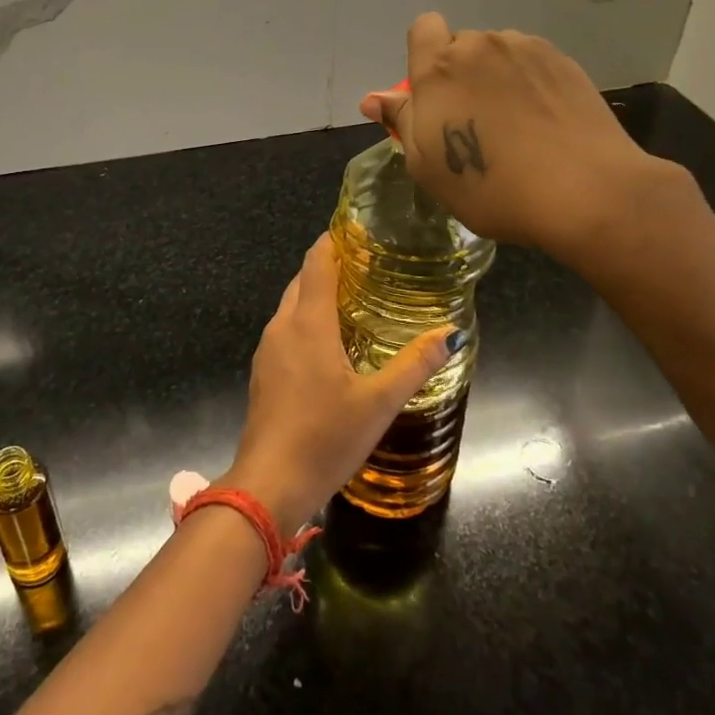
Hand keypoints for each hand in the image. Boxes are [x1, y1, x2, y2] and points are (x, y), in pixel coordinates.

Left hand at [221, 234, 453, 532]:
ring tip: (353, 299)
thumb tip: (451, 332)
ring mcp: (267, 350)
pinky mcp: (263, 372)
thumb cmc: (325, 437)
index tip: (358, 230)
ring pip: (291, 305)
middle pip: (302, 280)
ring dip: (316, 294)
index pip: (316, 262)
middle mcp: (282, 327)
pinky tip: (329, 342)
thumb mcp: (379, 402)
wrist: (269, 484)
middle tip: (367, 266)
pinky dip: (306, 320)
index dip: (333, 240)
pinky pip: (285, 330)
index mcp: (308, 323)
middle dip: (329, 266)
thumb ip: (415, 364)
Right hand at [359, 13, 683, 266]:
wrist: (584, 191)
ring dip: (497, 79)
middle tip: (476, 124)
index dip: (425, 55)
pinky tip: (544, 124)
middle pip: (462, 47)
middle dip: (462, 76)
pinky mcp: (564, 62)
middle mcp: (482, 46)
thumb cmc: (490, 186)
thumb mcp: (427, 165)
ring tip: (516, 127)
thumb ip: (401, 121)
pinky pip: (532, 65)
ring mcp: (527, 50)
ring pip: (499, 56)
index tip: (435, 95)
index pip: (423, 28)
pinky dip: (530, 86)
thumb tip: (373, 99)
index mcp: (440, 67)